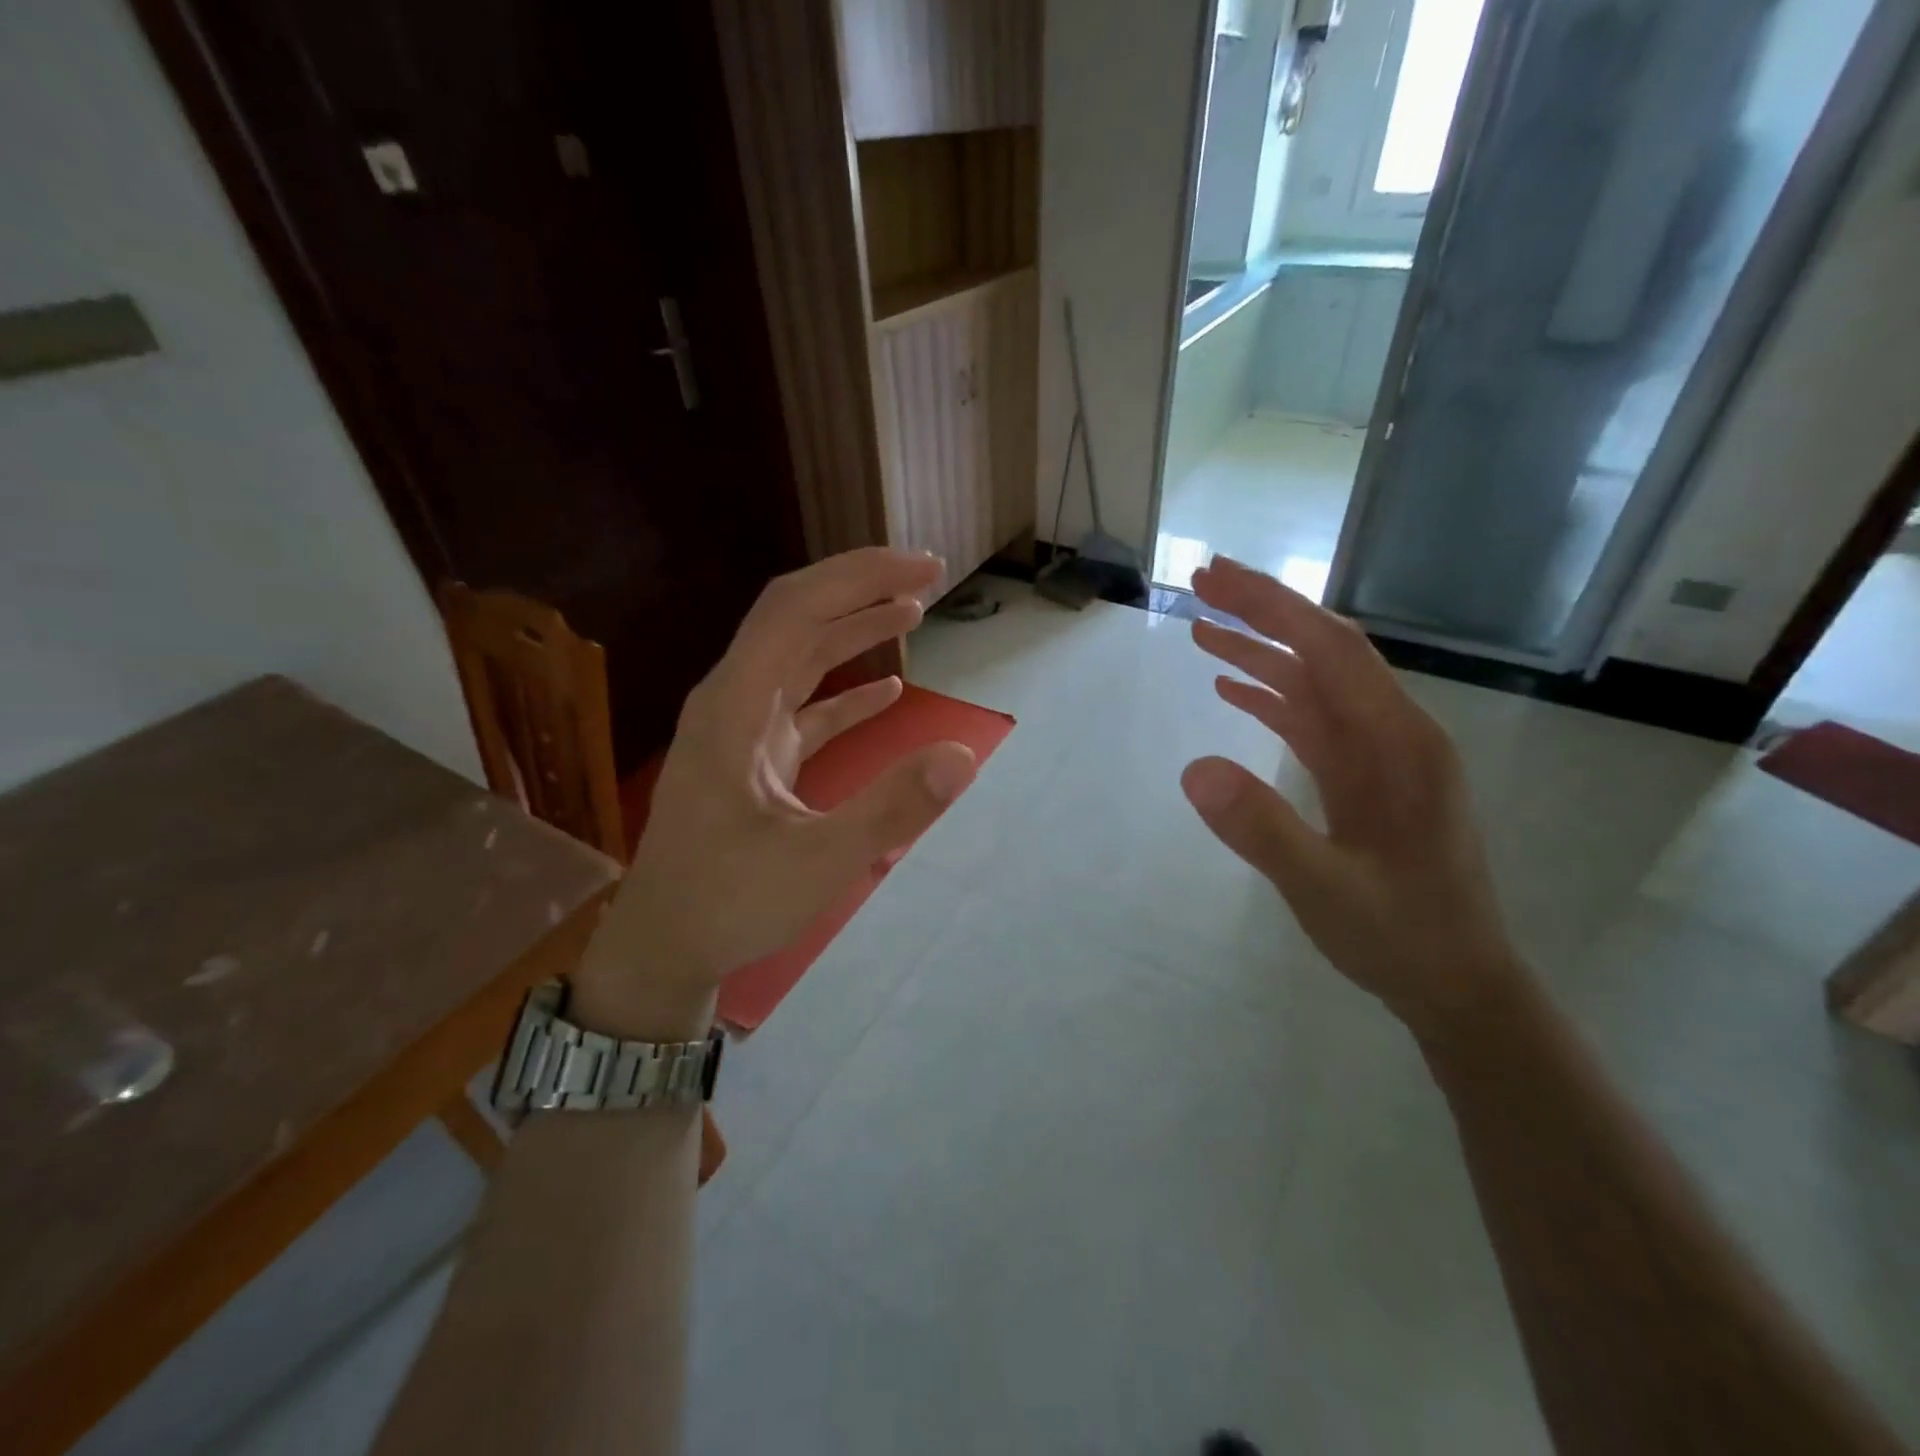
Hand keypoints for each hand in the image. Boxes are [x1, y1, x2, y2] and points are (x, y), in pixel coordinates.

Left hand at [573, 549, 977, 1036]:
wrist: (663, 947)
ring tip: (913, 612)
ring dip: (854, 630)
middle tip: (928, 576)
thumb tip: (963, 756)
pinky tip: (889, 690)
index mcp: (734, 709)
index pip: (795, 610)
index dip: (859, 578)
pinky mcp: (753, 759)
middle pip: (796, 618)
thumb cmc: (728, 904)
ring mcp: (741, 730)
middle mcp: (732, 703)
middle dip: (861, 588)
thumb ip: (890, 809)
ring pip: (799, 657)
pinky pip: (804, 706)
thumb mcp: (816, 864)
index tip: (923, 570)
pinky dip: (846, 691)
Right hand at [1179, 557, 1523, 1036]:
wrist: (1458, 984)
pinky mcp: (1363, 777)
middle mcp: (1393, 733)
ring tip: (1200, 630)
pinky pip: (1312, 721)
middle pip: (1322, 651)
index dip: (1272, 606)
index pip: (1330, 650)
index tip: (1215, 579)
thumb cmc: (1401, 937)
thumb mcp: (1325, 890)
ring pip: (1314, 683)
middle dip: (1262, 612)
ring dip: (1259, 653)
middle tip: (1198, 586)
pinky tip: (1231, 691)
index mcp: (1399, 744)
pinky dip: (1270, 698)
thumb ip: (1262, 829)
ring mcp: (1378, 755)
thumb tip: (1192, 768)